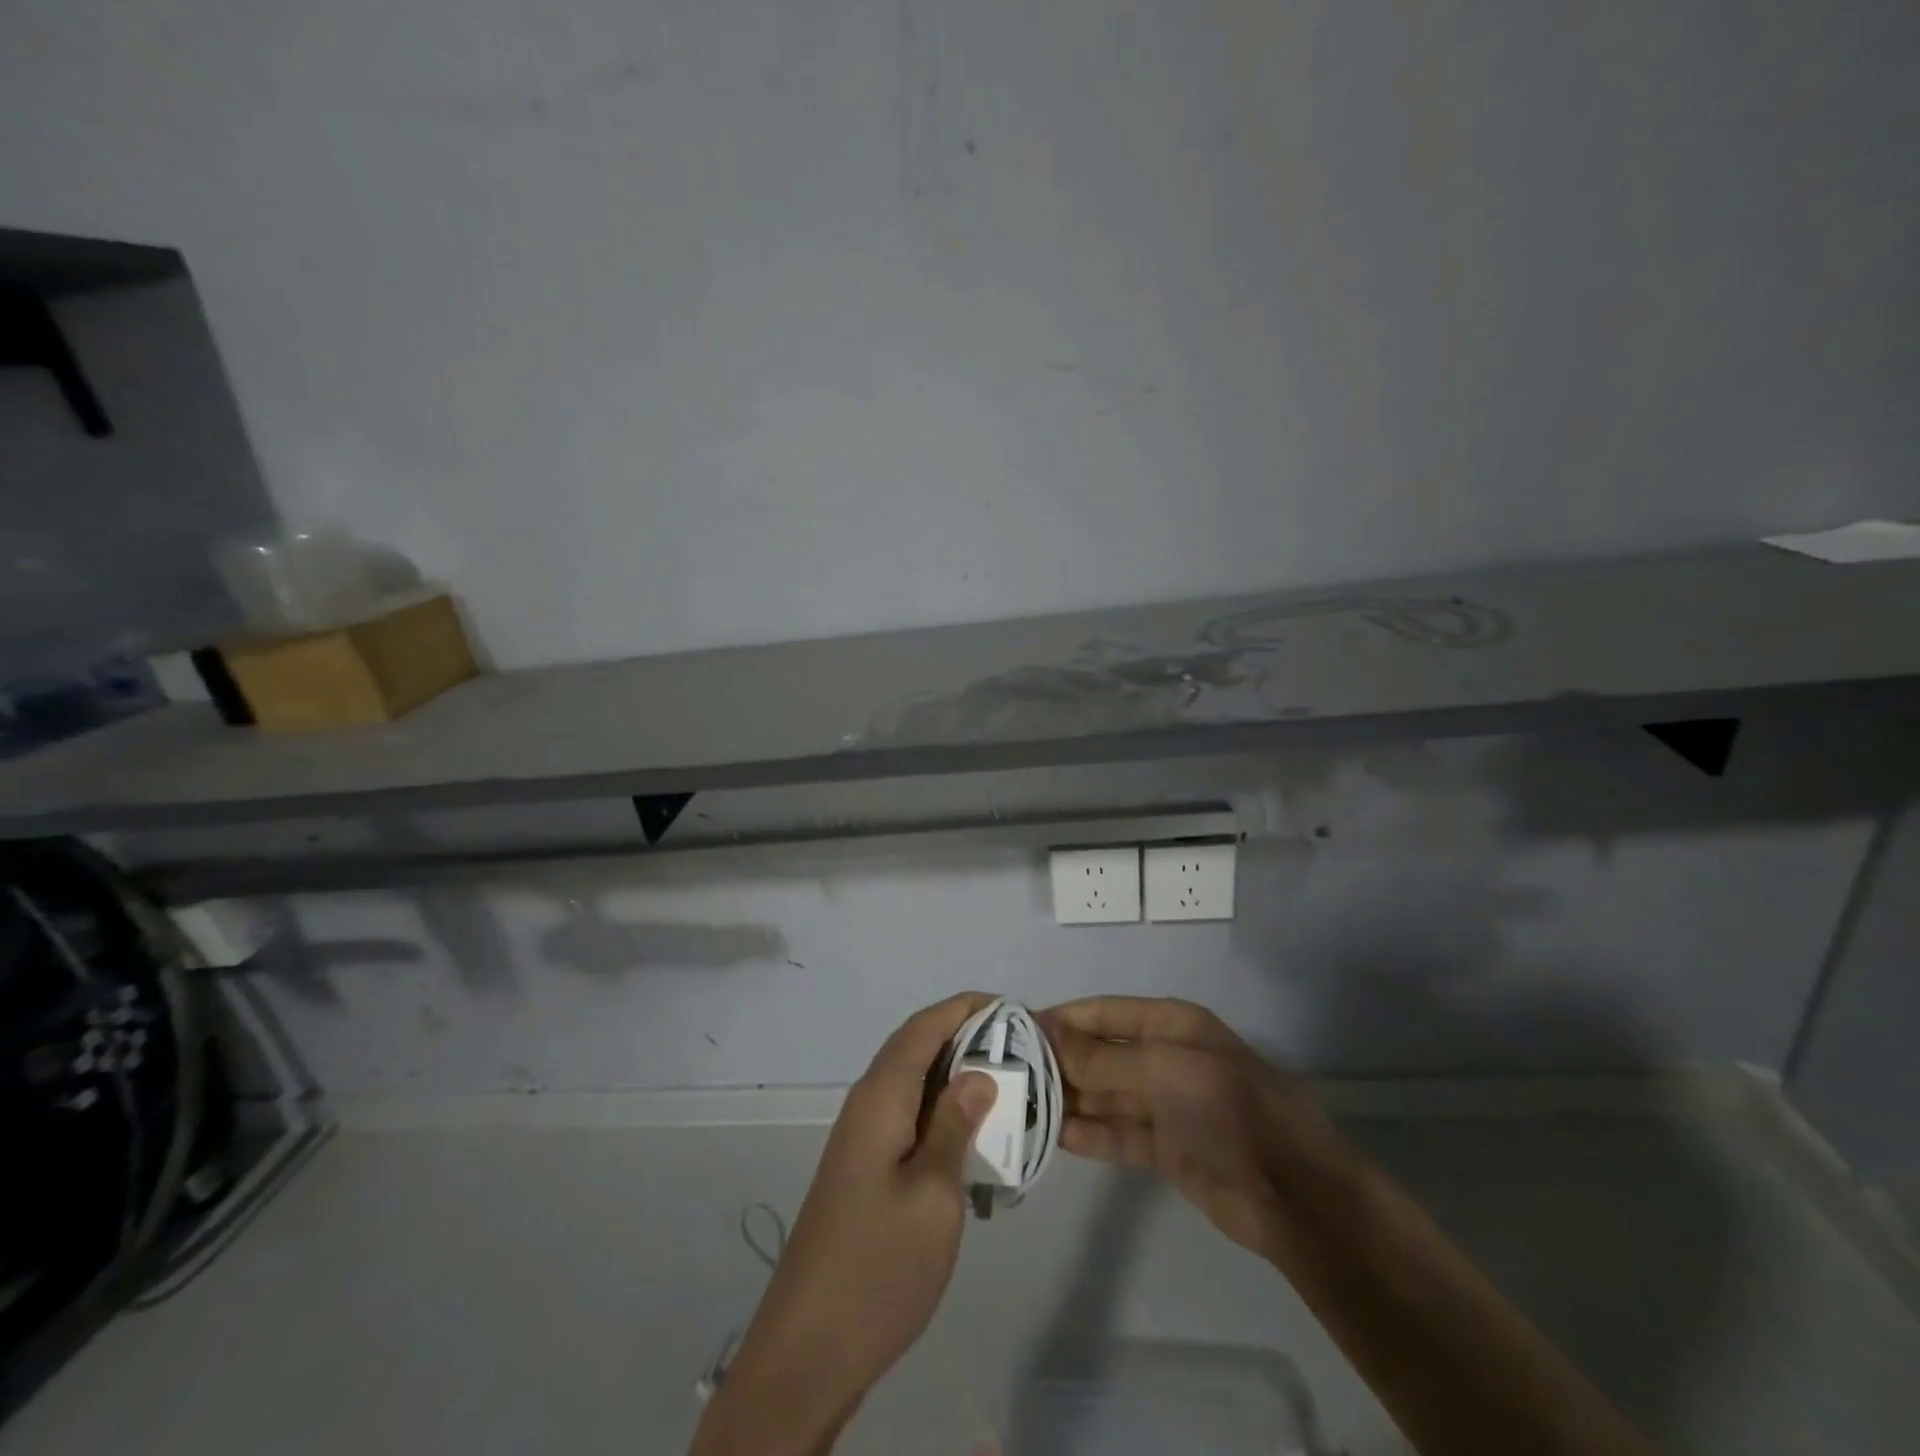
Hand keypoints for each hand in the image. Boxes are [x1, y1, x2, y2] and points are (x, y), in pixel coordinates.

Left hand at [693, 992, 998, 1454]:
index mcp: (880, 1098)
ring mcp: (861, 1138)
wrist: (808, 1349)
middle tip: (1017, 1047)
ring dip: (953, 1073)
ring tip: (1004, 1084)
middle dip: (963, 1035)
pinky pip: (907, 1115)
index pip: (922, 1027)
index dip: (963, 1007)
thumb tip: (978, 1072)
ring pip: (912, 1082)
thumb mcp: (933, 1195)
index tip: (1009, 1006)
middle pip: (915, 1047)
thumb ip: (956, 1126)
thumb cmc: (879, 1266)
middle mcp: (866, 1104)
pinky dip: (940, 1109)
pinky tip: (972, 1135)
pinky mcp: (863, 1168)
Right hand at [1038, 997, 1353, 1261]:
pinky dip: (1088, 1134)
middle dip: (1059, 1061)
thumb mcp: (1161, 1071)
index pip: (1103, 1012)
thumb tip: (1045, 1033)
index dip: (1061, 1018)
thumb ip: (1101, 1058)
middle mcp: (1164, 1057)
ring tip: (1020, 1106)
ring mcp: (1165, 1105)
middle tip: (1007, 1074)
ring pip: (1104, 1095)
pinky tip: (1053, 1136)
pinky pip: (1117, 1133)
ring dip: (1068, 1099)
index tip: (1014, 1030)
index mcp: (1169, 1024)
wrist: (1292, 1192)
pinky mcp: (1165, 1149)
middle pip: (1100, 1054)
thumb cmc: (1226, 1108)